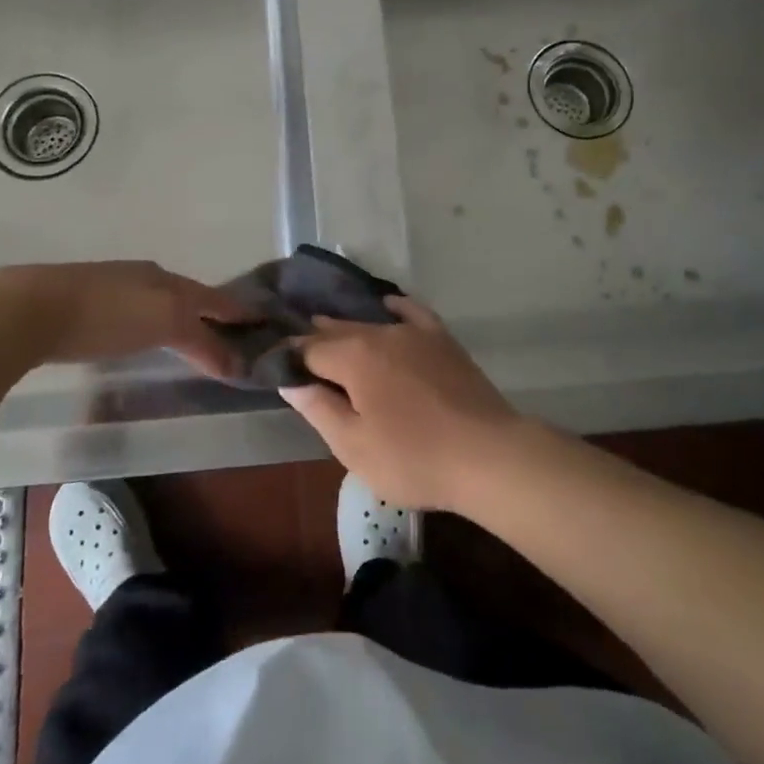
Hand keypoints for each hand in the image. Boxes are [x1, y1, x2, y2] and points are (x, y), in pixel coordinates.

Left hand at [0, 261, 250, 377]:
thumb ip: (202, 343)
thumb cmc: (105, 316)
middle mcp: (146, 277)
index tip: (265, 323)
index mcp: (168, 279)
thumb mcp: (163, 324)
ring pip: (160, 302)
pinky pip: (134, 313)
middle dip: (213, 313)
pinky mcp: (86, 304)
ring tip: (194, 340)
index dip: (240, 311)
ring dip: (182, 319)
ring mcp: (114, 287)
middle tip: (235, 335)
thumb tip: (237, 364)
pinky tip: (143, 336)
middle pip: (190, 296)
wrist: (30, 308)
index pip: (215, 297)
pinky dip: (152, 325)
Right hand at [282, 298, 524, 511]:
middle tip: (296, 351)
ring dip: (346, 326)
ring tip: (328, 327)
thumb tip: (290, 380)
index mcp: (353, 356)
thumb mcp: (353, 446)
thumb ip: (319, 408)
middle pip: (337, 331)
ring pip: (370, 322)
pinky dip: (394, 308)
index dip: (290, 358)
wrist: (488, 455)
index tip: (275, 366)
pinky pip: (412, 312)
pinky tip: (387, 305)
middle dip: (314, 339)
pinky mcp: (442, 340)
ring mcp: (415, 333)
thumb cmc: (413, 458)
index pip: (308, 349)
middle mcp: (380, 332)